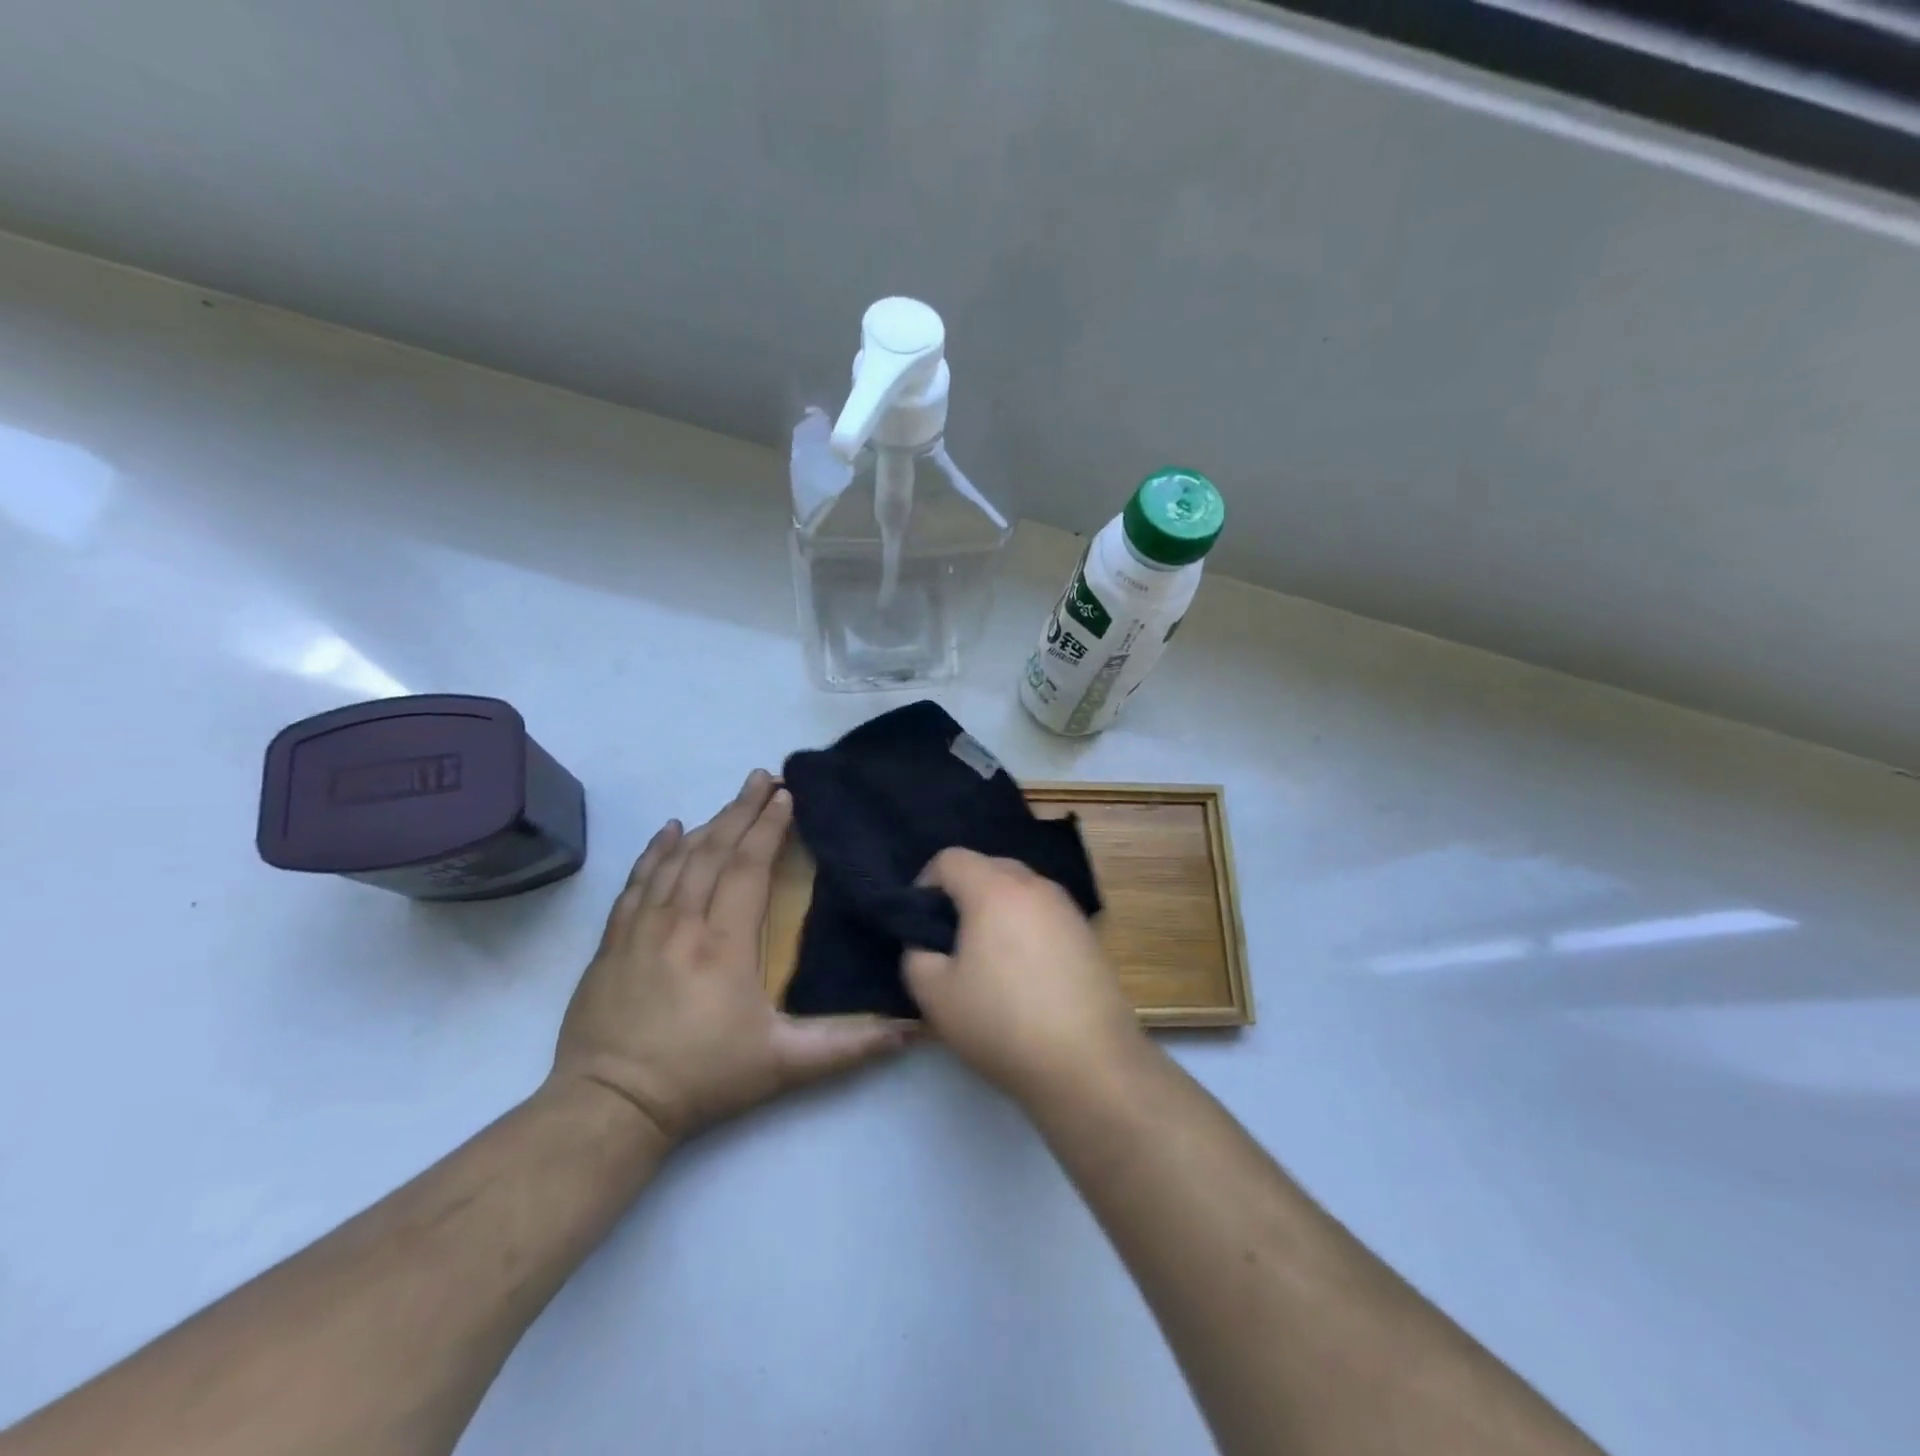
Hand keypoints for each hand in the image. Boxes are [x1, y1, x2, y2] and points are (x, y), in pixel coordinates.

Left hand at [551, 770, 910, 1147]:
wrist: (609, 1106)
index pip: (749, 867)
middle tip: (764, 777)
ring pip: (677, 860)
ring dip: (708, 823)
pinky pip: (637, 881)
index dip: (769, 828)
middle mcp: (682, 922)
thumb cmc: (703, 1079)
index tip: (786, 796)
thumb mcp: (784, 1066)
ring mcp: (641, 928)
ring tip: (733, 797)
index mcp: (725, 944)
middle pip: (714, 851)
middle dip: (743, 809)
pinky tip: (670, 830)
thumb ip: (850, 1045)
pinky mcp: (613, 941)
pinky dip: (655, 851)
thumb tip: (913, 1030)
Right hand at [903, 848, 1141, 1102]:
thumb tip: (926, 945)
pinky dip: (1026, 927)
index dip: (925, 883)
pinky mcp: (1089, 934)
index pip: (951, 858)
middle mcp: (1035, 886)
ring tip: (988, 957)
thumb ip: (916, 957)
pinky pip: (1045, 914)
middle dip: (963, 892)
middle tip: (951, 938)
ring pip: (1021, 890)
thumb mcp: (936, 996)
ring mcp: (1068, 908)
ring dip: (997, 909)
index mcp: (994, 889)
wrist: (1089, 1063)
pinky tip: (1024, 973)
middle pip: (989, 867)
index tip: (920, 922)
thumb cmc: (1003, 1023)